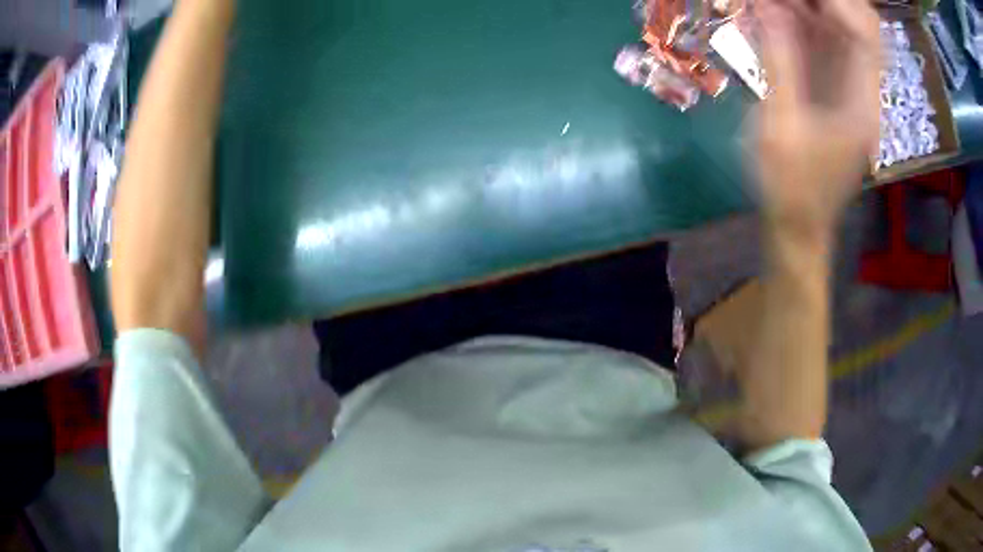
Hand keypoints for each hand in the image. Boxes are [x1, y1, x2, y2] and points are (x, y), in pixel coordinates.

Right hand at [755, 0, 880, 241]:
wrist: (798, 224)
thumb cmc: (790, 187)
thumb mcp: (780, 127)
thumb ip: (779, 64)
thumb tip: (768, 8)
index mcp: (862, 103)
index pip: (864, 34)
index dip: (836, 4)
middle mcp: (863, 89)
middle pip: (860, 25)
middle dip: (827, 2)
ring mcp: (850, 87)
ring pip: (842, 28)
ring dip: (809, 6)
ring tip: (773, 3)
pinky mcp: (834, 89)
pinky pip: (825, 42)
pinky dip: (801, 20)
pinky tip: (774, 12)